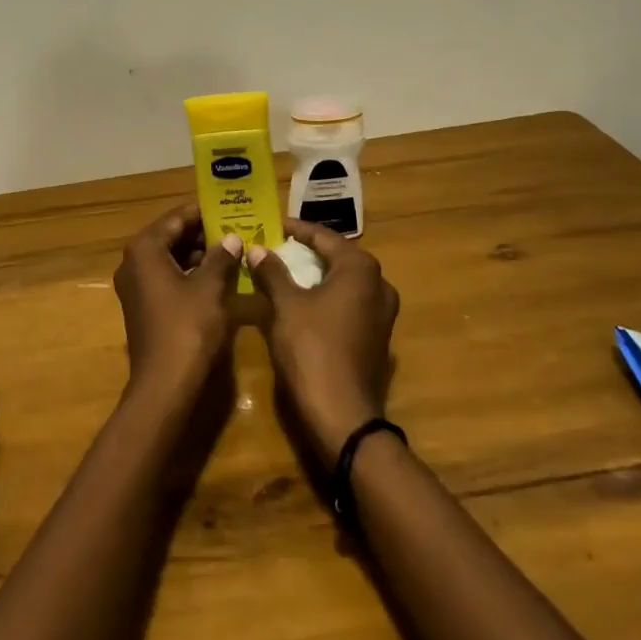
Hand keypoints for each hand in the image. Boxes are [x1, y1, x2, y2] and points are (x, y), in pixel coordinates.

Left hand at [112, 203, 242, 402]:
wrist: (164, 383)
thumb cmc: (187, 327)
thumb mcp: (210, 288)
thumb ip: (221, 257)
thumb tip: (232, 238)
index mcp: (145, 249)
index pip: (175, 218)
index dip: (203, 213)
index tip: (228, 209)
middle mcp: (133, 263)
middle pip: (170, 237)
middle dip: (202, 234)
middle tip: (235, 229)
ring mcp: (135, 286)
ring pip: (169, 259)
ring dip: (197, 255)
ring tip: (231, 251)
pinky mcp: (142, 306)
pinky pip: (166, 278)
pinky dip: (189, 274)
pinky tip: (216, 277)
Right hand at [247, 221, 400, 467]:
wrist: (342, 414)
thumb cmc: (312, 349)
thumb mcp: (285, 306)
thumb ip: (272, 272)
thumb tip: (257, 248)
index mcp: (360, 269)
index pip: (325, 237)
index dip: (298, 230)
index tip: (275, 225)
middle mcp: (379, 284)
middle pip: (340, 257)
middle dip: (310, 251)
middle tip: (280, 246)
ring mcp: (383, 313)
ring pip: (346, 282)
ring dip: (319, 275)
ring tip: (289, 271)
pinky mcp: (378, 337)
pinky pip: (351, 304)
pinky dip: (328, 297)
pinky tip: (306, 302)